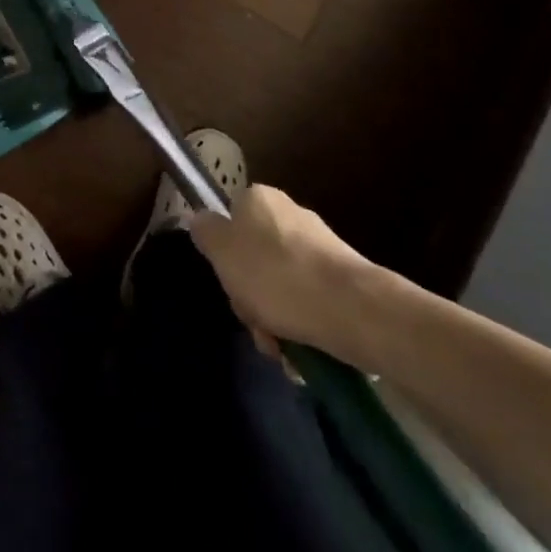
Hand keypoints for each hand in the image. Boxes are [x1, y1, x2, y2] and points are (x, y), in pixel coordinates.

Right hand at [189, 185, 381, 363]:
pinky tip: (301, 352)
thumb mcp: (222, 251)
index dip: (225, 256)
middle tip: (255, 322)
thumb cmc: (275, 274)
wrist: (351, 309)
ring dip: (275, 319)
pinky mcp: (343, 279)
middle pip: (254, 258)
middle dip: (251, 297)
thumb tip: (199, 219)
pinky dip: (301, 326)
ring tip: (281, 348)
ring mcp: (320, 246)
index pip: (230, 221)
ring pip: (281, 286)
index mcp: (259, 198)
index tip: (229, 283)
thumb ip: (205, 232)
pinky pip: (309, 302)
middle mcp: (290, 214)